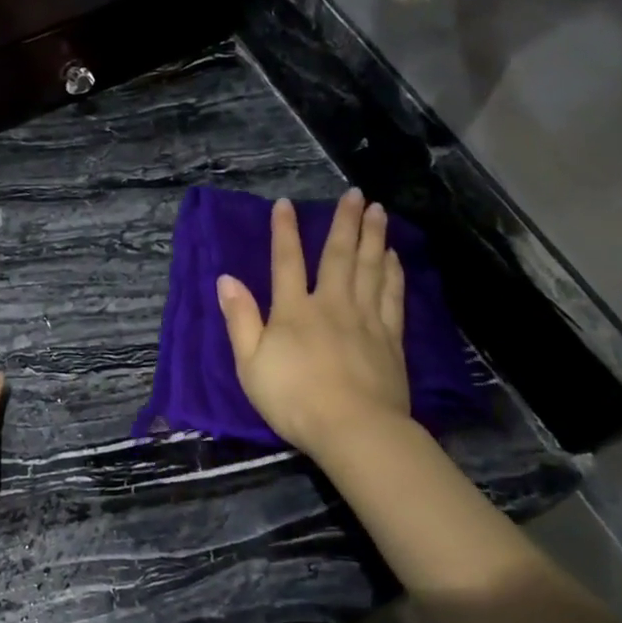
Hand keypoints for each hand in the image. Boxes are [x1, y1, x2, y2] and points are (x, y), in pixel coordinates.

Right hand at [216, 189, 412, 462]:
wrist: (353, 429)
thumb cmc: (293, 399)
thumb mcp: (250, 364)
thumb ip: (240, 319)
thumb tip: (226, 279)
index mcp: (294, 311)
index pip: (286, 262)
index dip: (284, 231)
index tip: (286, 204)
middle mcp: (332, 304)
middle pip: (339, 256)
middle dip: (344, 222)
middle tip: (354, 194)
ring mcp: (365, 319)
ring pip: (371, 268)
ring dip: (374, 237)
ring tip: (378, 211)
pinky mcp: (390, 338)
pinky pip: (392, 296)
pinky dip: (394, 273)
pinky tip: (395, 257)